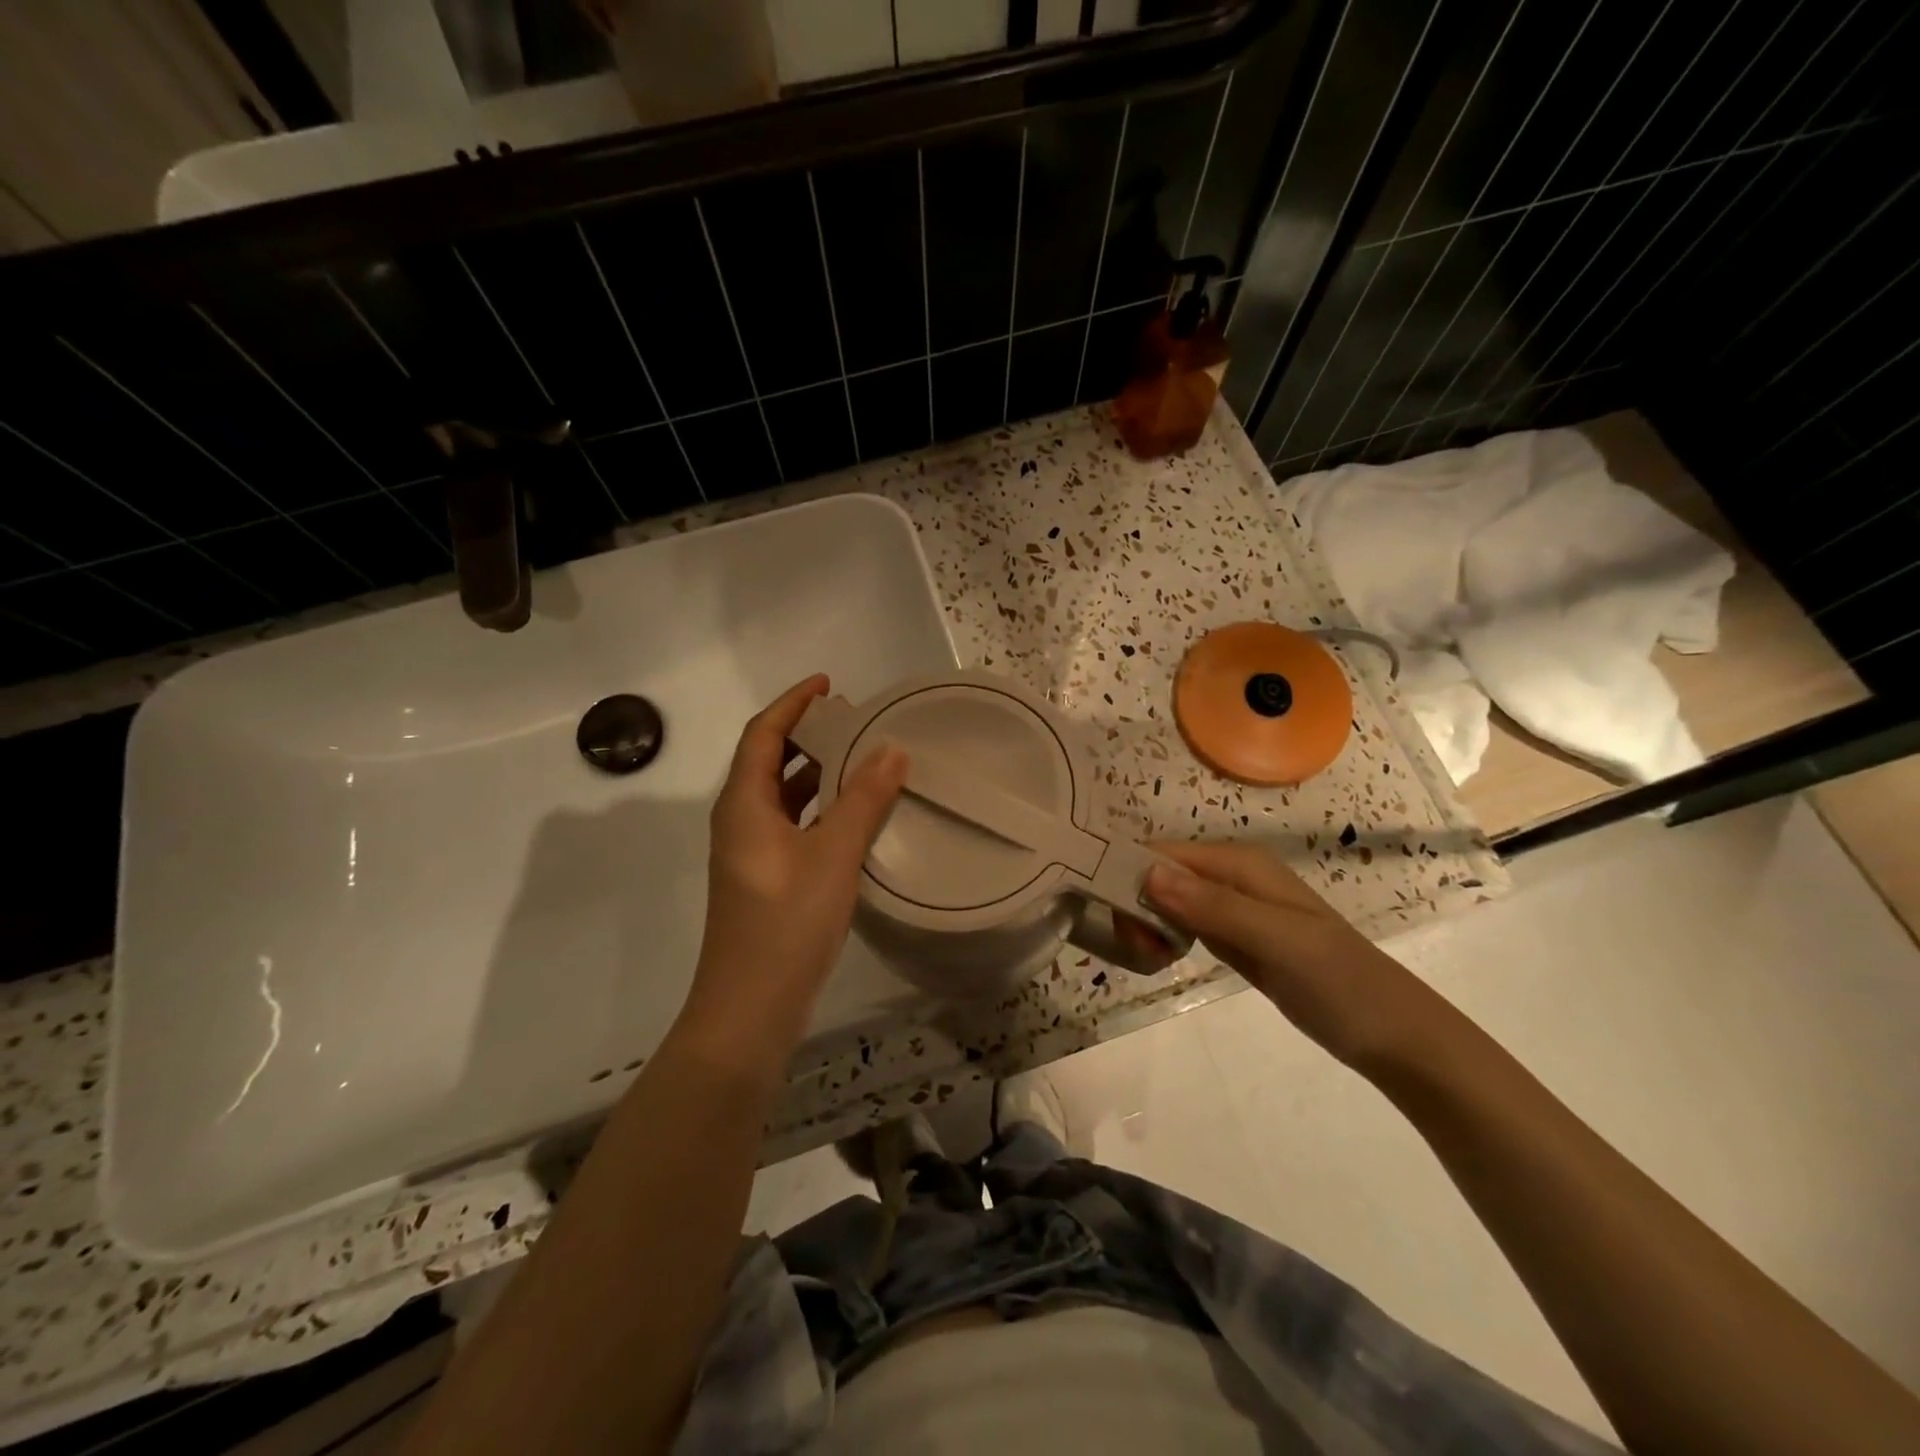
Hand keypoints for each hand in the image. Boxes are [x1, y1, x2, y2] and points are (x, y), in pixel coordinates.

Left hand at [682, 676, 908, 1060]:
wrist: (750, 1008)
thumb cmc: (786, 922)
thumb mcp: (832, 854)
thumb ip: (863, 799)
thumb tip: (892, 749)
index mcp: (744, 804)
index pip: (763, 734)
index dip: (793, 703)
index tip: (829, 684)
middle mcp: (740, 820)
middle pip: (770, 760)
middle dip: (808, 734)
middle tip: (855, 721)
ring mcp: (751, 853)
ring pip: (783, 796)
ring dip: (816, 773)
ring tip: (862, 759)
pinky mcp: (766, 880)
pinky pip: (793, 825)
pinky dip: (820, 809)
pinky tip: (855, 816)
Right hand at [1142, 841, 1439, 1072]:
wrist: (1393, 1035)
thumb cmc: (1340, 982)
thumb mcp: (1278, 941)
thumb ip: (1215, 907)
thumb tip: (1148, 874)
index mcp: (1240, 864)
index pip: (1164, 855)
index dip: (1132, 878)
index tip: (1119, 923)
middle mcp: (1232, 877)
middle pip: (1160, 876)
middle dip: (1138, 906)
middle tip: (1142, 952)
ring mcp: (1233, 909)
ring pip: (1168, 901)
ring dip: (1148, 924)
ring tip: (1149, 959)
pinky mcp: (1235, 938)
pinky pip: (1184, 925)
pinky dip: (1165, 938)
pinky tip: (1161, 959)